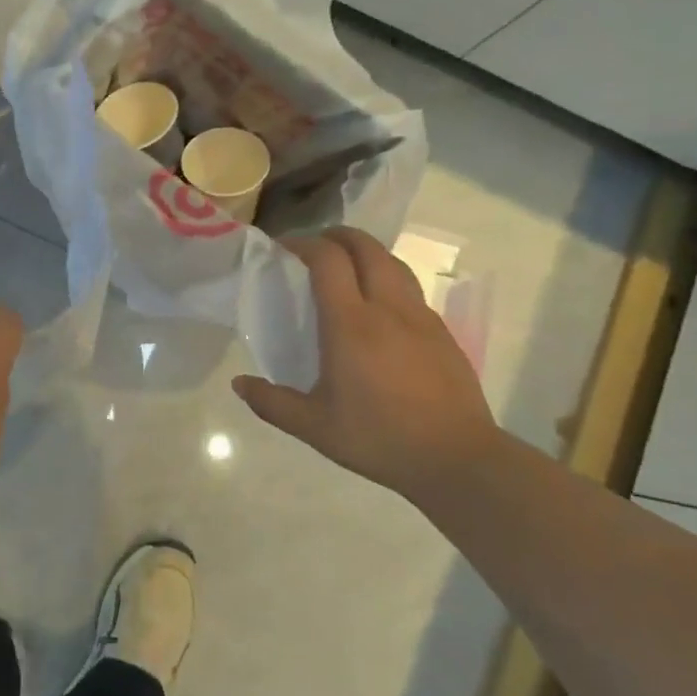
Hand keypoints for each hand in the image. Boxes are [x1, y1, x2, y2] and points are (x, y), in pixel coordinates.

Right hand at [233, 227, 500, 500]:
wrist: (457, 459)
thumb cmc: (380, 439)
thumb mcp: (315, 428)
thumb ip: (272, 403)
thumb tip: (239, 384)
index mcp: (351, 324)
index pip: (328, 260)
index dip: (304, 243)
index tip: (284, 249)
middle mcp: (387, 308)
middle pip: (365, 247)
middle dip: (337, 236)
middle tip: (314, 247)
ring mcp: (420, 317)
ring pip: (393, 263)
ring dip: (366, 253)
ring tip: (347, 268)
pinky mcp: (441, 332)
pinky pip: (410, 289)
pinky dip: (388, 280)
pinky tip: (380, 309)